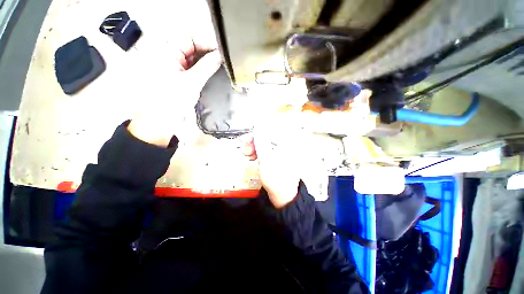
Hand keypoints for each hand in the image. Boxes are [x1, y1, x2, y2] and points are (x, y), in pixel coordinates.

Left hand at [128, 34, 221, 146]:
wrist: (163, 121)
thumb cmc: (172, 100)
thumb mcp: (191, 82)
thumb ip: (206, 67)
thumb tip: (220, 56)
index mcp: (167, 53)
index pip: (189, 38)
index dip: (206, 42)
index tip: (222, 51)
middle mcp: (171, 57)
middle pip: (192, 48)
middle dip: (208, 52)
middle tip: (224, 59)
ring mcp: (177, 68)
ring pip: (195, 59)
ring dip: (207, 61)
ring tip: (222, 65)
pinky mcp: (182, 78)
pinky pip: (195, 69)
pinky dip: (204, 70)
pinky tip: (214, 72)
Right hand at [242, 115, 306, 207]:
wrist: (283, 196)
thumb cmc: (276, 178)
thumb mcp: (266, 159)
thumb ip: (261, 142)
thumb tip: (258, 128)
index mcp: (287, 144)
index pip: (270, 132)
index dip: (256, 134)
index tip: (246, 139)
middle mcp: (286, 146)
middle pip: (267, 138)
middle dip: (254, 143)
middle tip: (245, 149)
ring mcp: (282, 153)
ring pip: (266, 145)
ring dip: (255, 148)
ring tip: (248, 154)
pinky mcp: (278, 159)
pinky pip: (267, 152)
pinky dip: (259, 154)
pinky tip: (253, 158)